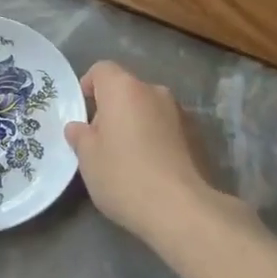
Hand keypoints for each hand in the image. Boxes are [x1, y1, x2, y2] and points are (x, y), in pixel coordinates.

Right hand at [65, 61, 224, 244]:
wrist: (181, 208)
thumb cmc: (124, 176)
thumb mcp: (88, 158)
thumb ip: (81, 136)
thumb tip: (78, 128)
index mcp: (124, 89)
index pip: (102, 69)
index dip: (89, 85)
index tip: (82, 111)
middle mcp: (154, 91)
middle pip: (127, 89)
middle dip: (112, 108)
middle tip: (101, 141)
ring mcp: (180, 112)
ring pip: (149, 109)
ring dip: (136, 123)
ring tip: (128, 156)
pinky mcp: (198, 135)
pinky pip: (167, 127)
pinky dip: (156, 138)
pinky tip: (151, 167)